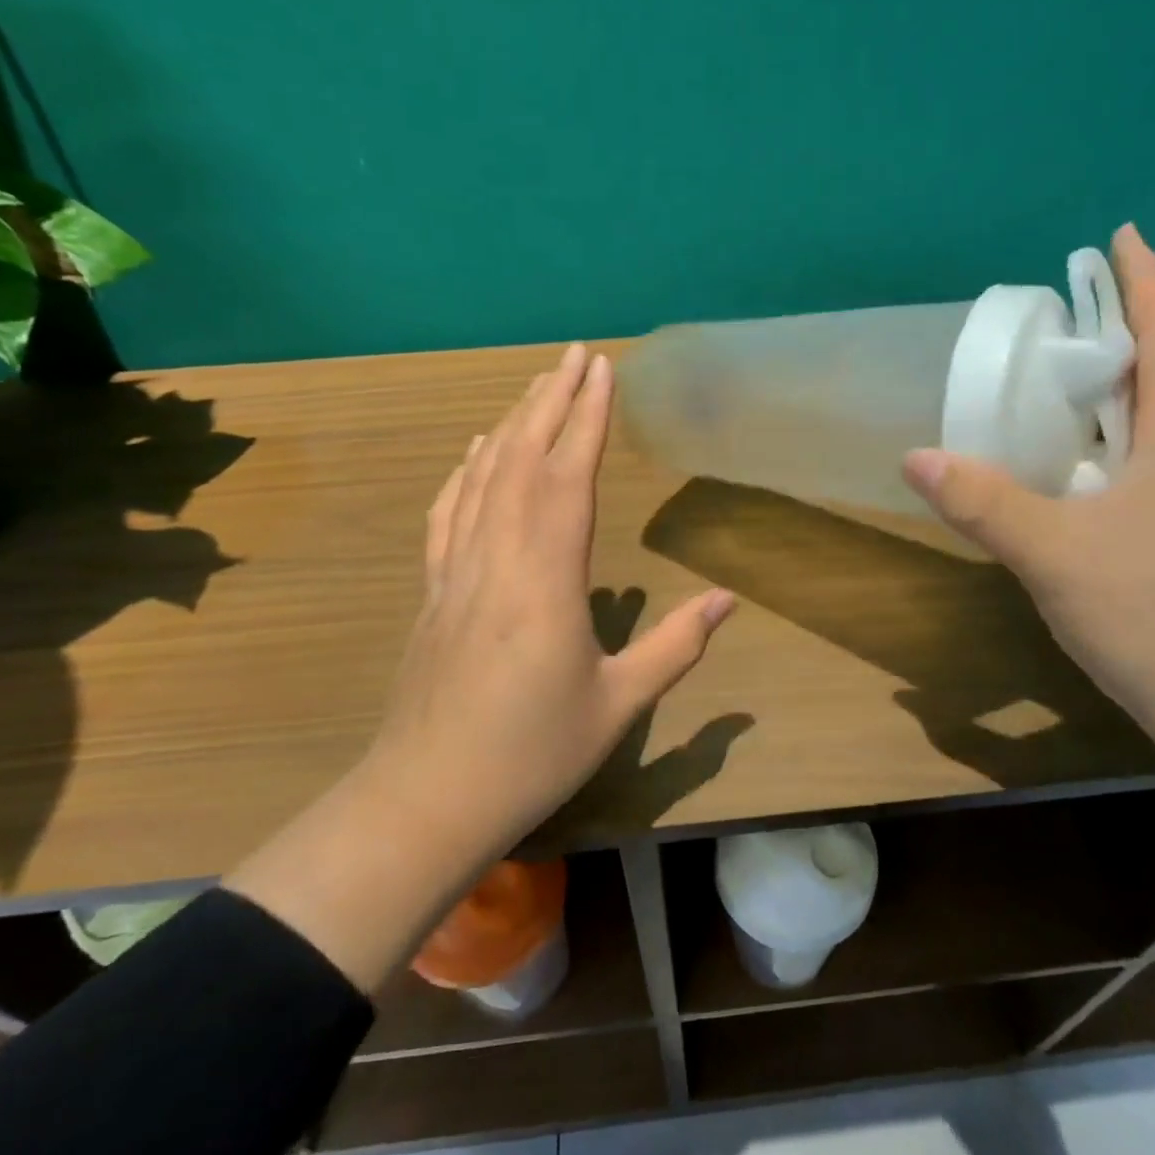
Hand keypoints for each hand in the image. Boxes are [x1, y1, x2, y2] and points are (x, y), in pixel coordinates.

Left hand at [228, 343, 734, 988]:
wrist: (427, 798)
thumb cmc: (532, 754)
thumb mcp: (618, 705)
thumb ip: (675, 646)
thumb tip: (727, 598)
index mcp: (546, 581)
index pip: (567, 478)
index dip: (587, 419)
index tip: (602, 371)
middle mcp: (497, 559)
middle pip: (522, 461)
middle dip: (552, 401)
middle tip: (575, 356)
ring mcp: (456, 571)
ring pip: (482, 479)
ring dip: (511, 425)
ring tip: (536, 385)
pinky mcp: (432, 591)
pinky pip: (448, 514)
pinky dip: (464, 472)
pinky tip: (474, 450)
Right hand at [902, 225, 1154, 830]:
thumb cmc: (1154, 615)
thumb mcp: (1055, 554)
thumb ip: (984, 503)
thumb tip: (914, 455)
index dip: (1146, 280)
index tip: (1119, 236)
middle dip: (1121, 324)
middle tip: (1062, 306)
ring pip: (1151, 417)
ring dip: (1112, 380)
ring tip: (1054, 369)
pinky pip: (1137, 458)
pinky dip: (1102, 434)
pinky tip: (1064, 456)